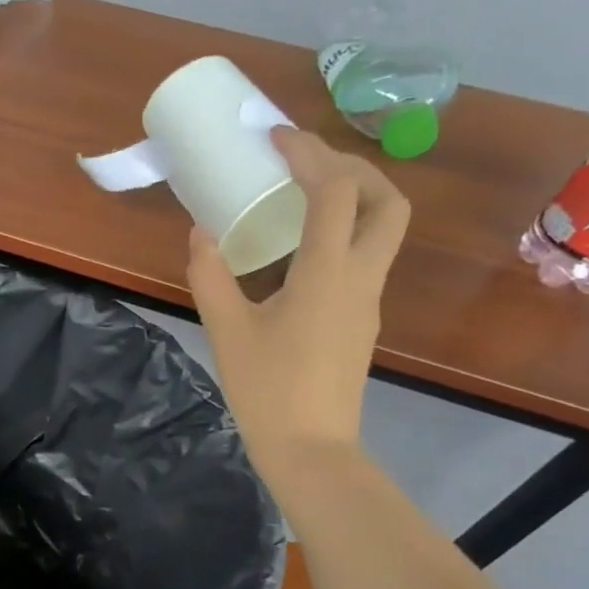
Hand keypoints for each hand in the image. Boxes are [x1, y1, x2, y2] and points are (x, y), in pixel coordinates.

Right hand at [188, 129, 408, 483]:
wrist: (310, 449)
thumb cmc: (267, 390)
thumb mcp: (227, 330)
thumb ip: (211, 275)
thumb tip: (201, 231)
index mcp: (327, 274)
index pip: (335, 192)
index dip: (309, 154)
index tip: (276, 139)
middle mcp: (361, 278)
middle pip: (387, 201)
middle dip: (352, 168)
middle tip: (305, 164)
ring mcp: (367, 300)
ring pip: (383, 228)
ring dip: (353, 197)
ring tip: (302, 195)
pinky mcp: (360, 318)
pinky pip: (365, 255)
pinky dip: (342, 230)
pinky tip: (298, 248)